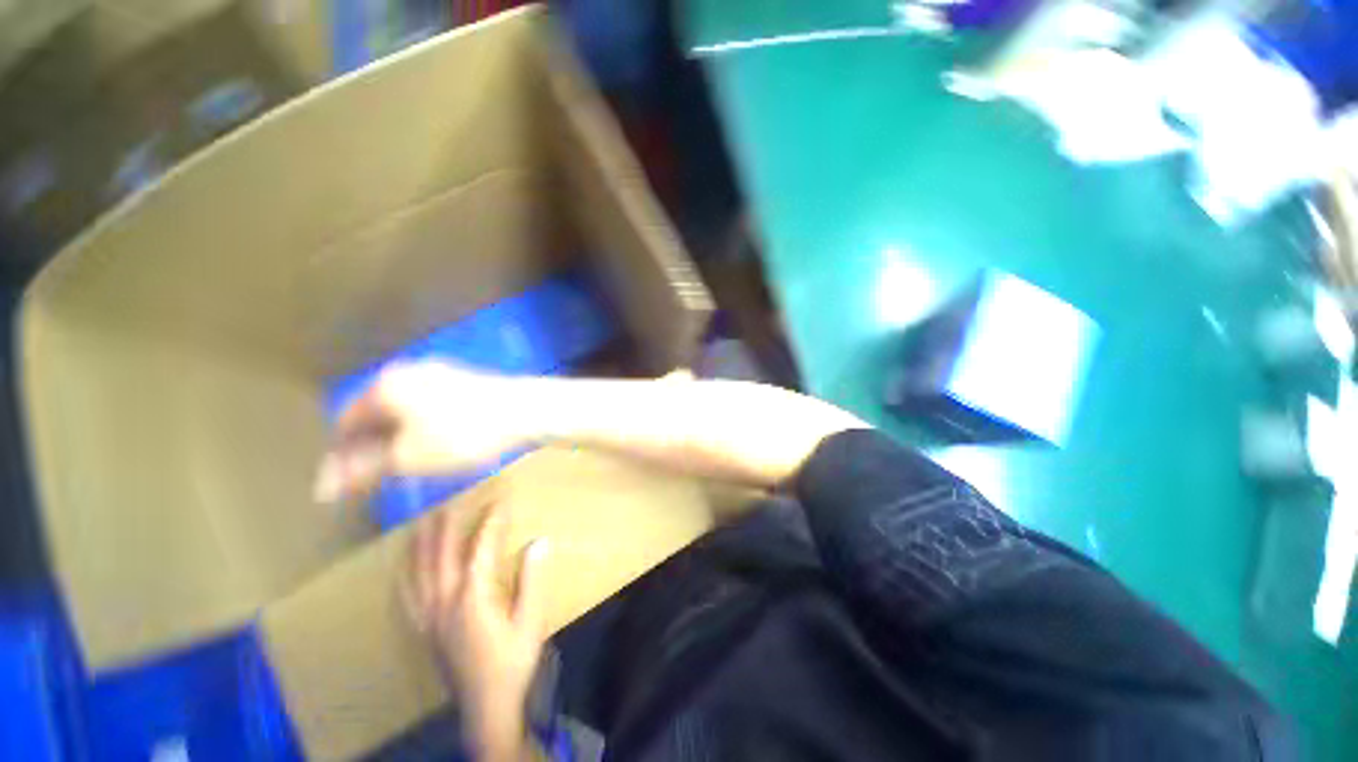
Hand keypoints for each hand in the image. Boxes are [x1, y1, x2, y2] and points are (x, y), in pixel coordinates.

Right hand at [314, 362, 527, 501]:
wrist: (524, 410)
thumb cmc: (463, 433)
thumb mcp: (408, 457)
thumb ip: (364, 468)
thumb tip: (328, 484)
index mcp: (385, 385)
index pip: (344, 423)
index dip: (339, 457)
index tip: (340, 488)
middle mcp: (407, 372)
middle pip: (374, 414)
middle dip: (369, 448)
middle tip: (372, 480)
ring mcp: (438, 373)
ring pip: (402, 411)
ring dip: (395, 440)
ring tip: (401, 467)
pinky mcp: (463, 381)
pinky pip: (427, 407)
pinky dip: (420, 428)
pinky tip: (431, 446)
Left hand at [410, 501, 549, 760]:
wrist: (486, 707)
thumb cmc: (513, 661)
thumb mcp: (531, 621)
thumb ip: (533, 580)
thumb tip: (539, 541)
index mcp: (473, 598)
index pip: (480, 549)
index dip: (490, 522)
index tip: (500, 501)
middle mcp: (445, 602)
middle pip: (441, 555)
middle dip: (446, 525)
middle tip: (450, 500)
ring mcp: (430, 616)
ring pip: (419, 573)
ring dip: (420, 544)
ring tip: (421, 521)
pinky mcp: (424, 630)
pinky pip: (408, 595)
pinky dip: (405, 574)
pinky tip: (403, 566)